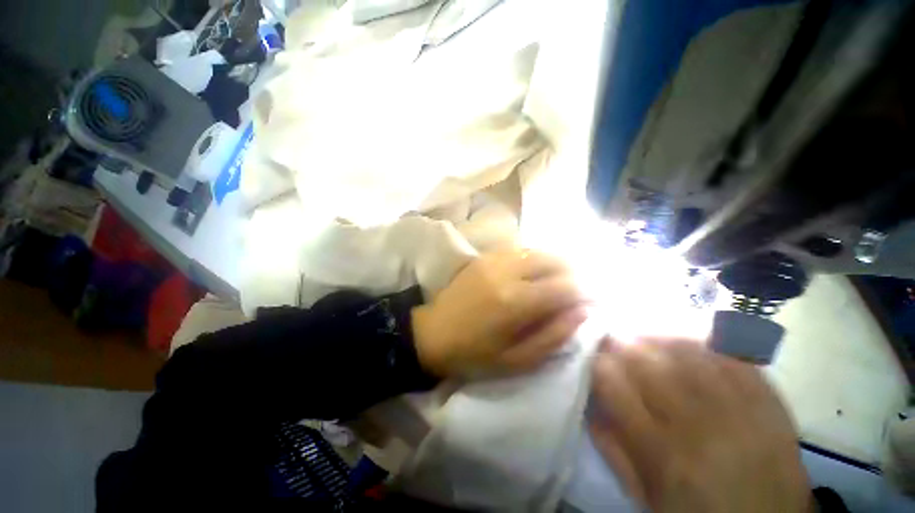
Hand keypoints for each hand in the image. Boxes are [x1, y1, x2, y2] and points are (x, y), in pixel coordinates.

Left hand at [411, 249, 586, 376]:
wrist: (432, 333)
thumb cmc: (473, 354)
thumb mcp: (517, 360)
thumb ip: (553, 336)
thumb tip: (582, 312)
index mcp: (515, 301)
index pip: (565, 287)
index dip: (588, 292)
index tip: (596, 300)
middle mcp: (507, 272)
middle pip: (554, 259)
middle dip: (575, 272)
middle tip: (580, 289)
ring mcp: (493, 260)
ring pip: (538, 250)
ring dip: (556, 262)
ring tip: (562, 280)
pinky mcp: (484, 257)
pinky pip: (519, 250)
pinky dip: (536, 258)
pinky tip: (537, 272)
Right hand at [589, 338, 809, 512]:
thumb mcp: (645, 494)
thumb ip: (612, 446)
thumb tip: (590, 402)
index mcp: (661, 453)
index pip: (614, 387)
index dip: (598, 364)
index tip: (593, 356)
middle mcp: (697, 426)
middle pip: (647, 363)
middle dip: (622, 342)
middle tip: (613, 333)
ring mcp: (738, 410)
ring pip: (687, 353)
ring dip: (658, 334)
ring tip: (644, 329)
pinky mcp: (769, 403)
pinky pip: (732, 356)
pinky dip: (705, 339)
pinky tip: (688, 334)